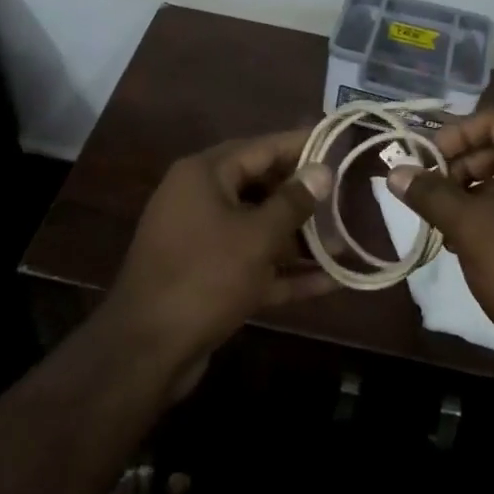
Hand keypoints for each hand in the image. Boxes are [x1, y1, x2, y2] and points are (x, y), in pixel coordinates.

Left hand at [107, 129, 335, 370]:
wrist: (146, 351)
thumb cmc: (205, 277)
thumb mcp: (257, 237)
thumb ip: (293, 201)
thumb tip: (322, 170)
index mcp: (205, 175)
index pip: (262, 148)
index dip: (301, 145)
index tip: (339, 142)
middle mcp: (200, 199)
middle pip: (261, 186)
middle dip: (304, 197)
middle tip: (348, 196)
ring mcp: (203, 240)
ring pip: (259, 228)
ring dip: (299, 238)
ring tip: (346, 243)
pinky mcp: (208, 277)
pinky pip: (253, 263)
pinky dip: (285, 271)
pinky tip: (330, 281)